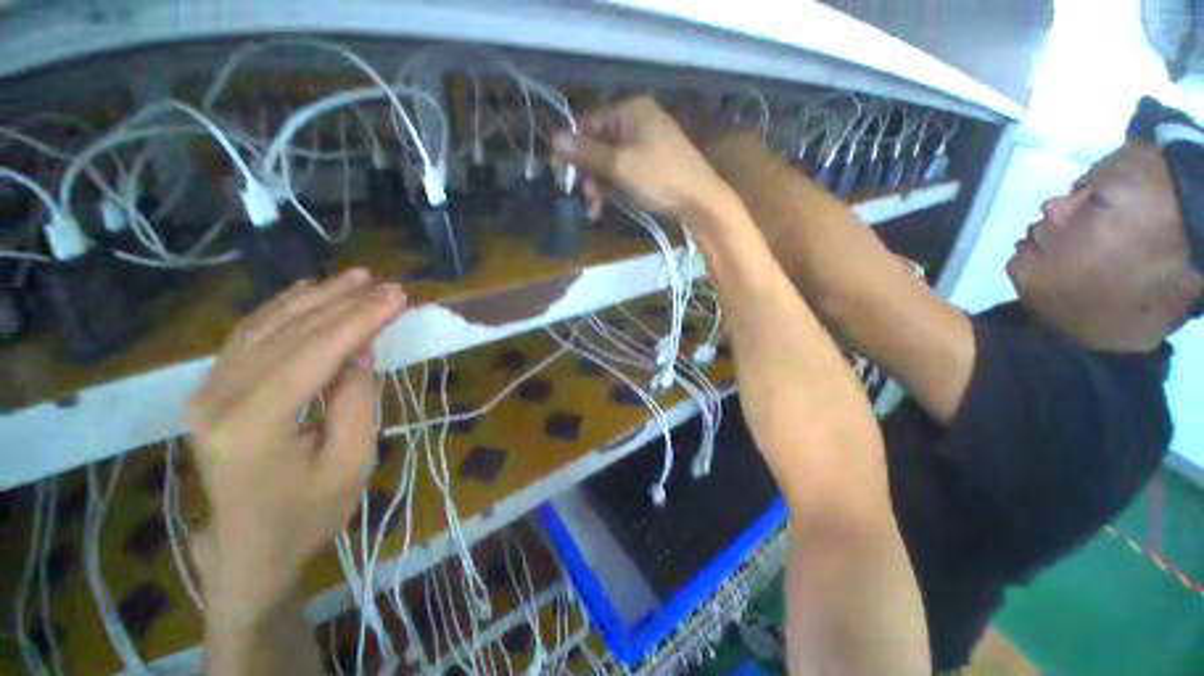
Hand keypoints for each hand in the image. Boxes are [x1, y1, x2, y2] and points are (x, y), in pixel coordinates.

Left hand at [186, 269, 405, 629]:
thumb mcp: (351, 462)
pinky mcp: (210, 391)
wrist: (250, 549)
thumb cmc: (308, 514)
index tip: (398, 297)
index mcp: (253, 427)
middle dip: (343, 304)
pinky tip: (306, 292)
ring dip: (314, 298)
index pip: (312, 354)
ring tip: (355, 279)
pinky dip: (282, 309)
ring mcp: (206, 392)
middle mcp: (217, 400)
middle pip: (288, 334)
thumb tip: (359, 349)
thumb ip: (356, 399)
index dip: (359, 320)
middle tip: (386, 285)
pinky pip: (248, 337)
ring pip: (264, 327)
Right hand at [552, 96, 734, 221]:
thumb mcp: (620, 165)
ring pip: (609, 161)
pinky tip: (608, 203)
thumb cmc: (659, 177)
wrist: (699, 200)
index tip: (560, 175)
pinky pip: (623, 170)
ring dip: (599, 185)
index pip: (588, 123)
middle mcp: (637, 121)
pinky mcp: (651, 162)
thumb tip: (553, 139)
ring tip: (595, 209)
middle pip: (598, 144)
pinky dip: (613, 186)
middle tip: (585, 198)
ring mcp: (646, 142)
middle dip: (588, 174)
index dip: (571, 149)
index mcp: (630, 110)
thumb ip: (586, 152)